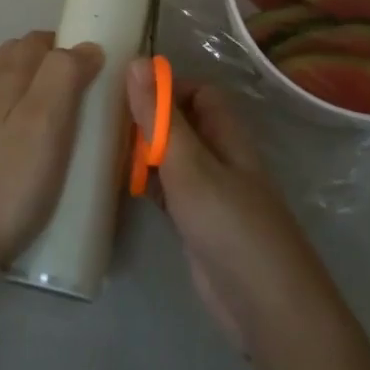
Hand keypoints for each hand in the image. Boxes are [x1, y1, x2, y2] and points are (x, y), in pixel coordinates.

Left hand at [0, 32, 103, 270]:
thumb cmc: (10, 176)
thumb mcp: (46, 119)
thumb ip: (65, 73)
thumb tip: (86, 46)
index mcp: (5, 75)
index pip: (39, 40)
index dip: (70, 46)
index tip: (101, 69)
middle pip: (23, 61)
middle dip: (57, 68)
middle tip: (90, 98)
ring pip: (14, 91)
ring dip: (42, 95)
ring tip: (72, 125)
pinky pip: (7, 121)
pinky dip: (29, 122)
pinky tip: (43, 151)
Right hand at [128, 65, 340, 353]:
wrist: (267, 307)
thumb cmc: (230, 225)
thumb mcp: (189, 165)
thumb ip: (160, 118)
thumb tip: (137, 61)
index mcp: (227, 135)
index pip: (199, 93)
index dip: (167, 88)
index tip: (126, 93)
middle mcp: (220, 158)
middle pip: (183, 124)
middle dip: (149, 119)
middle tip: (104, 121)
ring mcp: (210, 194)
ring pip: (174, 159)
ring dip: (145, 152)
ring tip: (102, 147)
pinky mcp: (198, 226)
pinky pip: (169, 192)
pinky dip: (147, 184)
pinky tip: (119, 186)